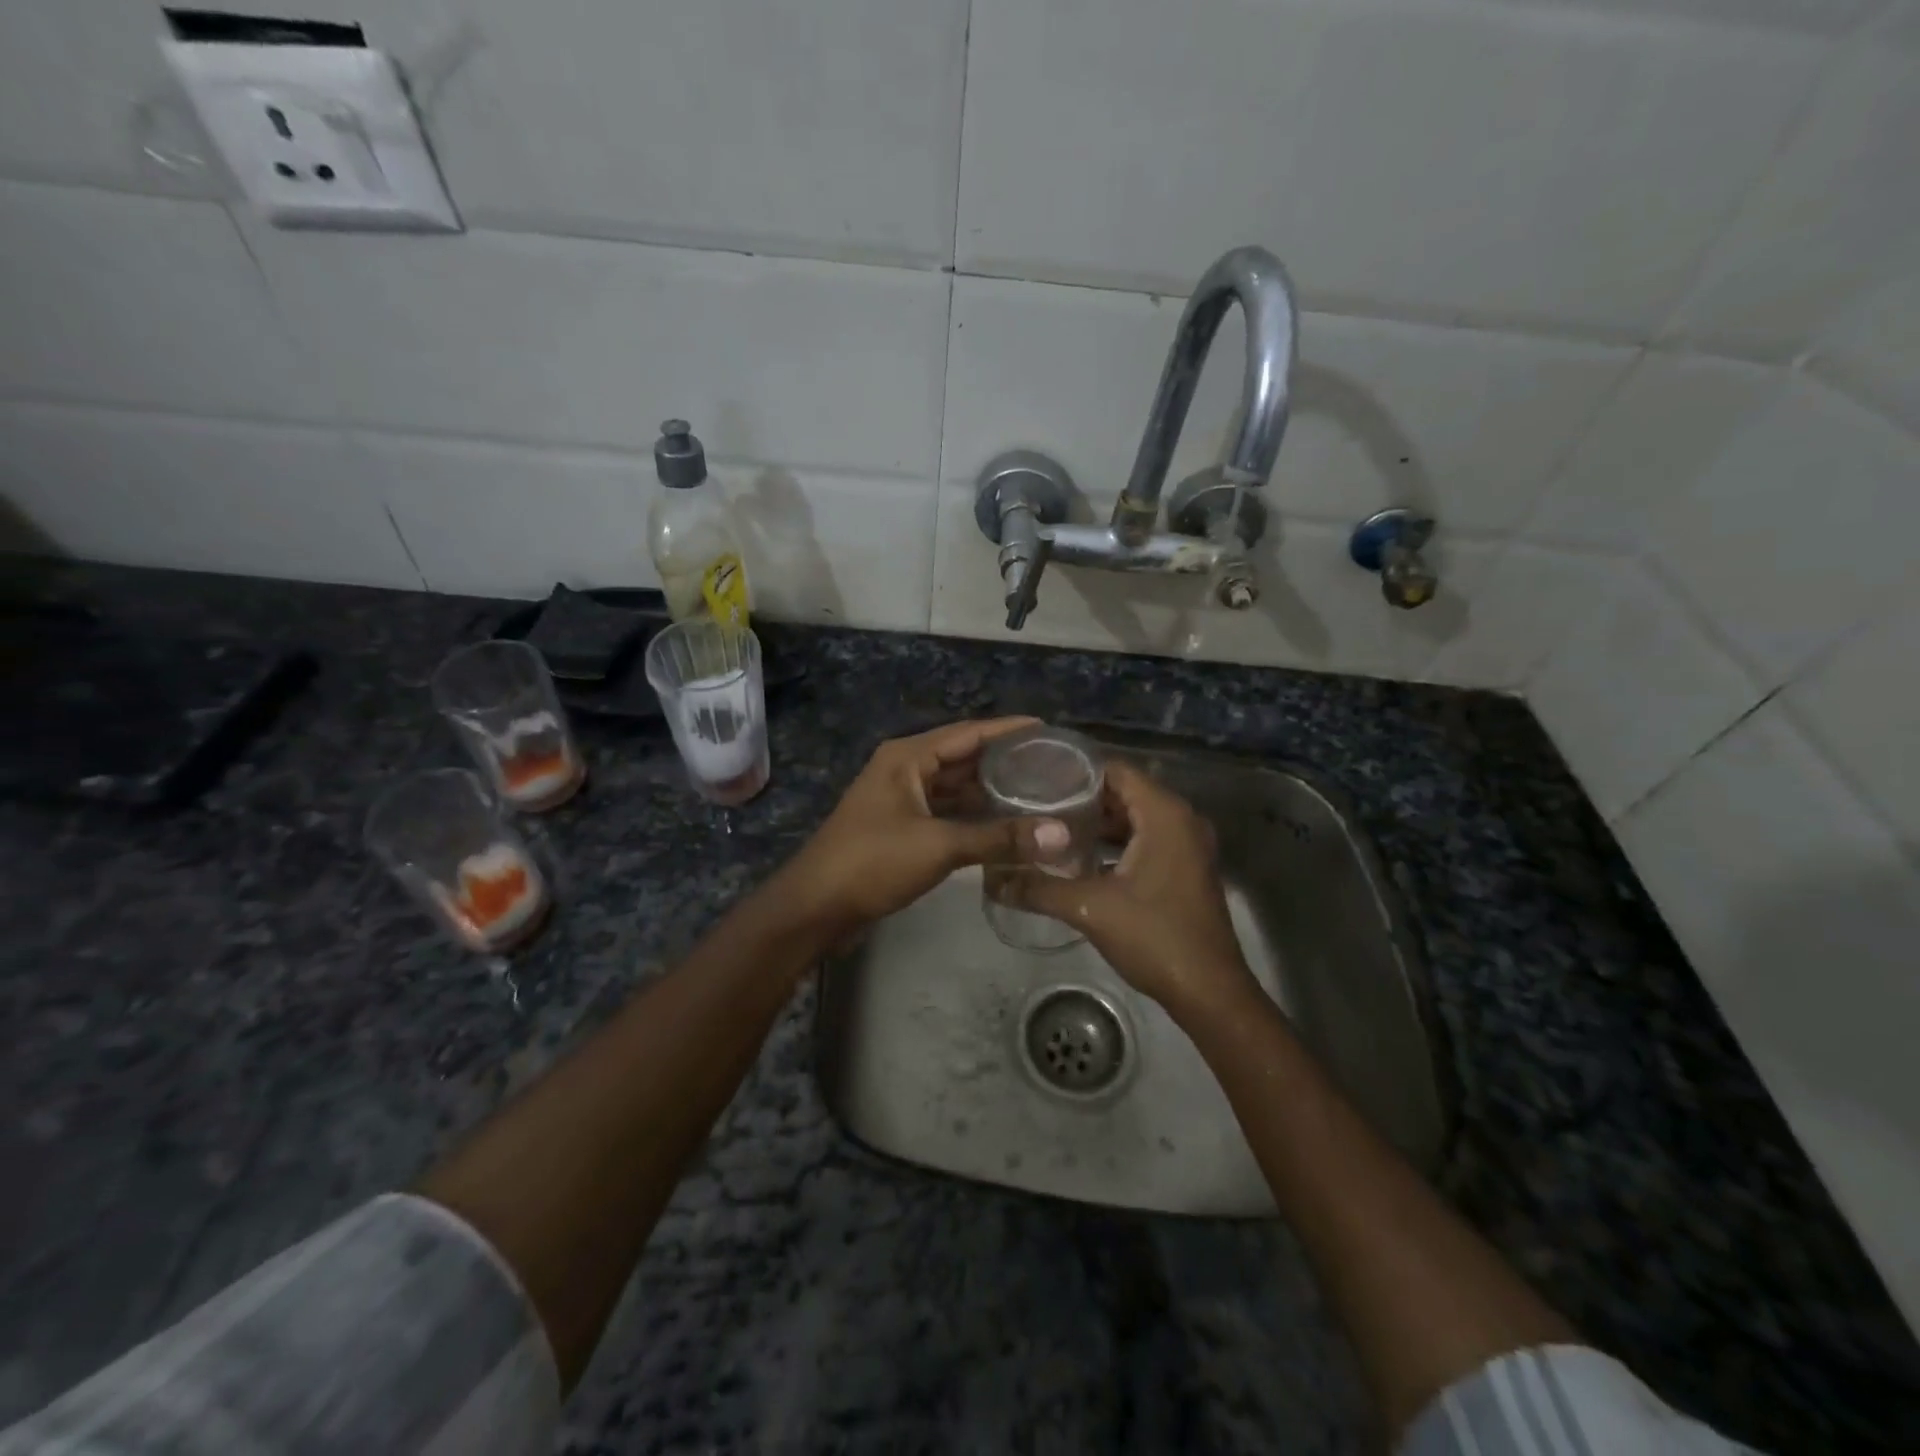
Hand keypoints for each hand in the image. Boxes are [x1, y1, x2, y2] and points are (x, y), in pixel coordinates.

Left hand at [776, 717, 1070, 934]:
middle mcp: (904, 769)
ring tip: (1036, 793)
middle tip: (1052, 765)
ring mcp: (900, 798)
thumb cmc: (873, 862)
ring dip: (989, 790)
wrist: (815, 906)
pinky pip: (944, 811)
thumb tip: (1059, 834)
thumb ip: (999, 838)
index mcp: (908, 757)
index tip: (1048, 728)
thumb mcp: (939, 845)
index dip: (1008, 729)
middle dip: (1003, 761)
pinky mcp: (900, 827)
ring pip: (954, 786)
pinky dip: (972, 815)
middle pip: (962, 757)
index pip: (968, 732)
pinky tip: (1003, 825)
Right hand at [1007, 760, 1257, 1020]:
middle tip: (1036, 805)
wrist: (1209, 992)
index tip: (1037, 780)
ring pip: (1134, 819)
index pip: (1115, 770)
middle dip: (1081, 799)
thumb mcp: (1089, 908)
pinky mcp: (1184, 870)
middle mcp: (1181, 820)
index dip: (1076, 772)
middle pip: (1124, 793)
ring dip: (1097, 824)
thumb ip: (1039, 887)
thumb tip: (992, 878)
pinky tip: (1080, 860)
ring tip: (1050, 829)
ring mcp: (1187, 846)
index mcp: (1164, 814)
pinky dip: (1115, 844)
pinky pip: (1145, 840)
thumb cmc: (1155, 937)